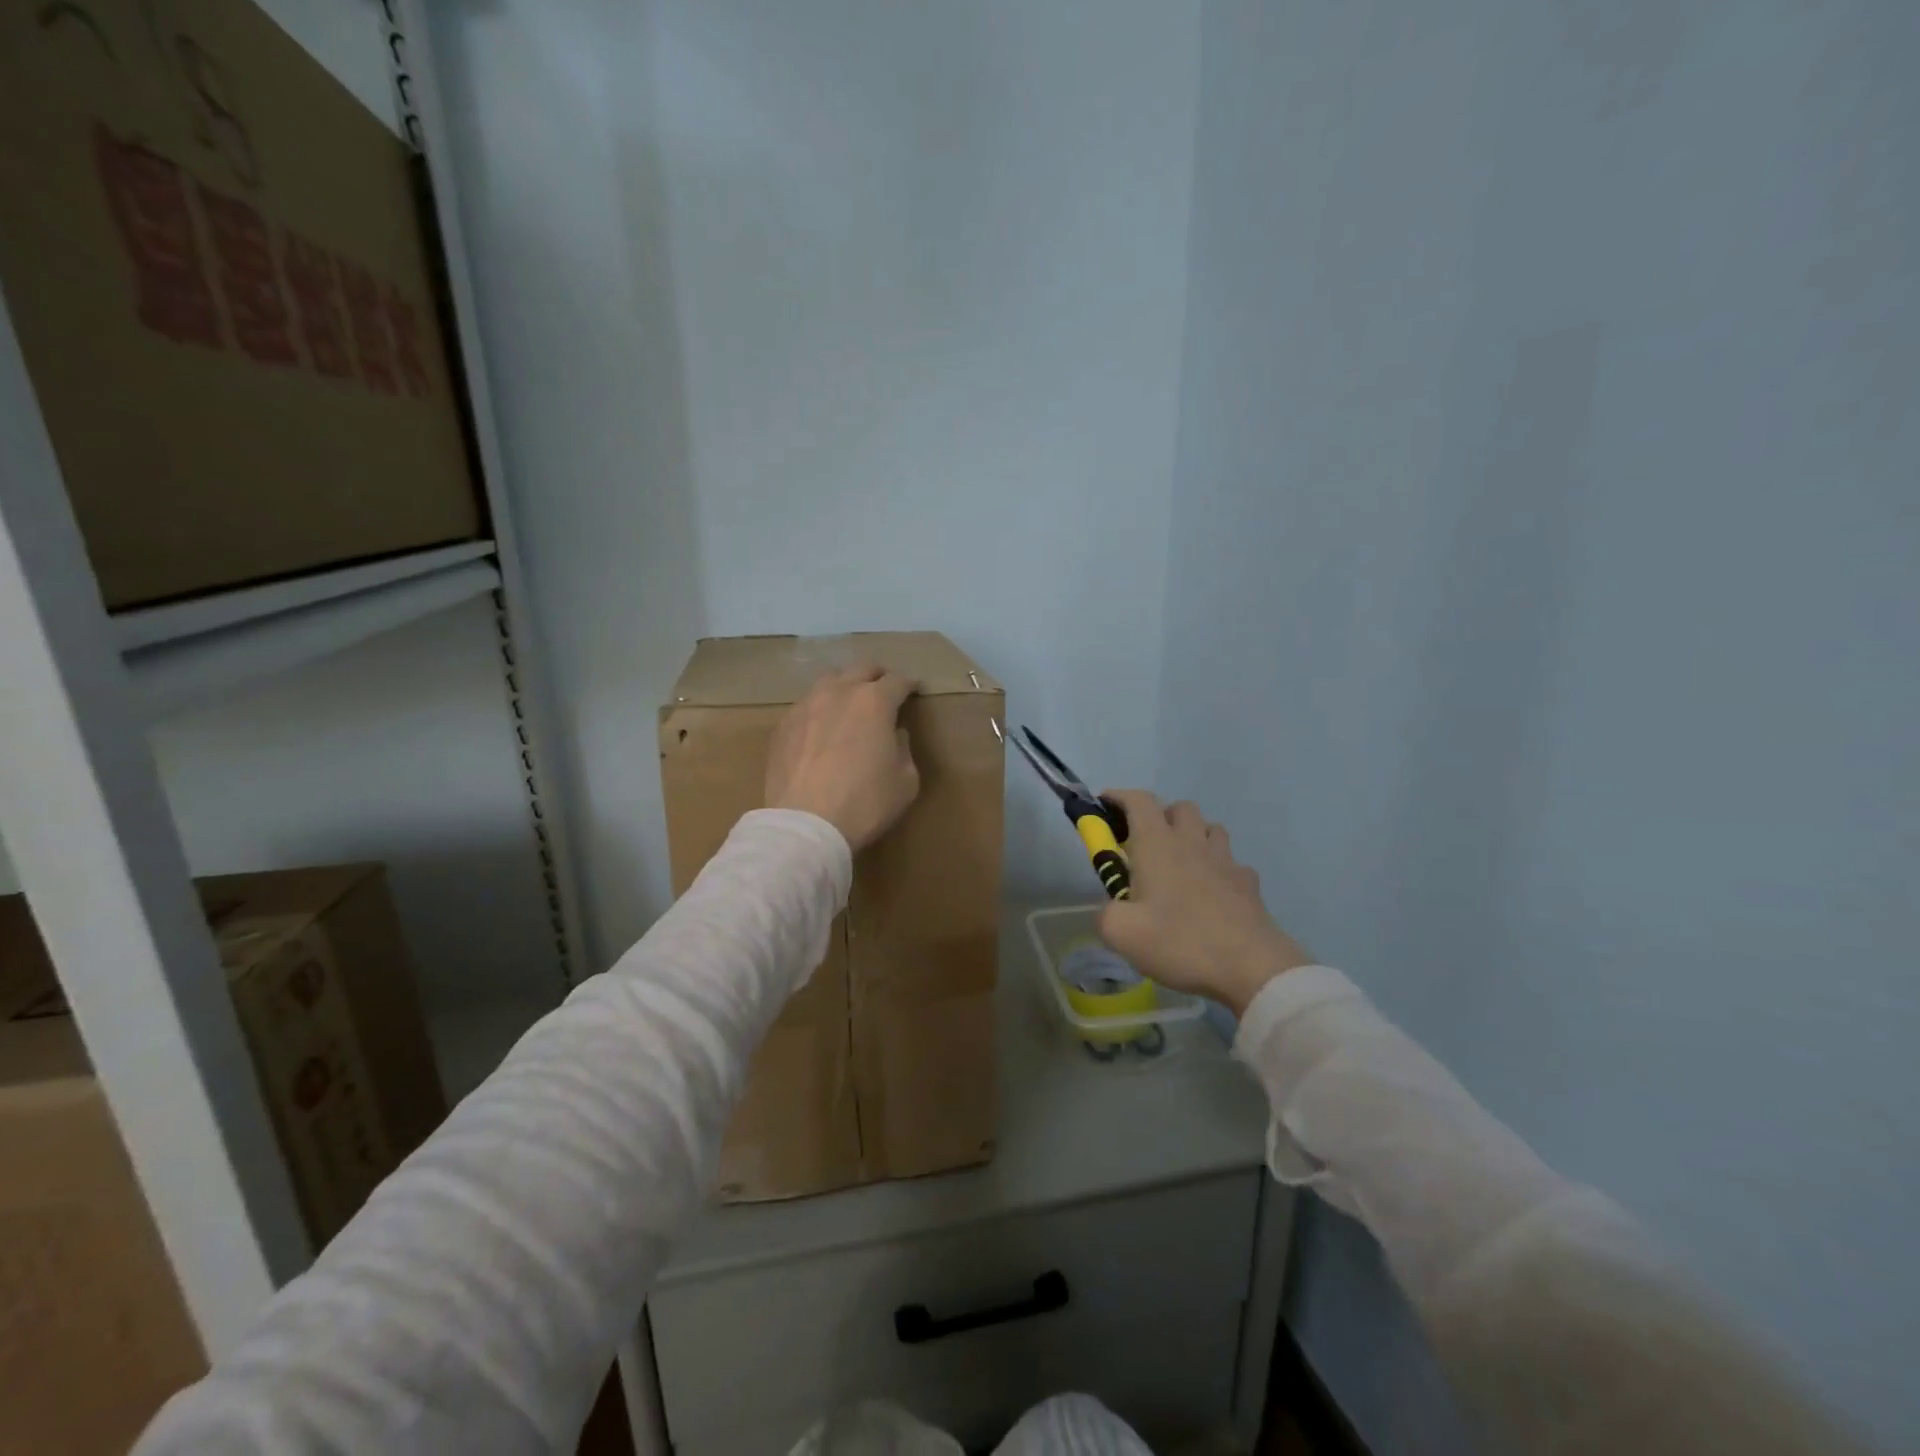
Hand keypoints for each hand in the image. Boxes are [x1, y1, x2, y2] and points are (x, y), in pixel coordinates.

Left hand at [765, 665, 920, 850]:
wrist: (806, 825)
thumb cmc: (865, 803)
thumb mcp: (905, 781)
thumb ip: (903, 749)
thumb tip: (893, 734)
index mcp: (874, 702)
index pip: (897, 681)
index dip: (909, 685)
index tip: (914, 691)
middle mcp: (838, 693)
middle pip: (861, 669)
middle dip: (877, 677)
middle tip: (884, 691)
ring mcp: (806, 706)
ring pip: (829, 681)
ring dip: (845, 687)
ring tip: (849, 705)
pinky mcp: (783, 725)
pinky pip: (807, 706)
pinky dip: (820, 710)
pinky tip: (821, 729)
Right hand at [1097, 791, 1309, 1014]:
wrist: (1251, 967)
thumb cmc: (1180, 942)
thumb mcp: (1121, 934)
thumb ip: (1105, 913)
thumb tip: (1112, 908)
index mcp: (1157, 845)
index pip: (1138, 801)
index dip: (1118, 797)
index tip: (1104, 805)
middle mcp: (1192, 843)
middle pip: (1179, 807)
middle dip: (1160, 816)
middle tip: (1144, 846)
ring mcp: (1226, 861)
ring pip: (1210, 828)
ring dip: (1192, 836)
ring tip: (1180, 864)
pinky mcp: (1249, 883)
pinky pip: (1232, 862)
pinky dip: (1218, 867)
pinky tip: (1212, 892)